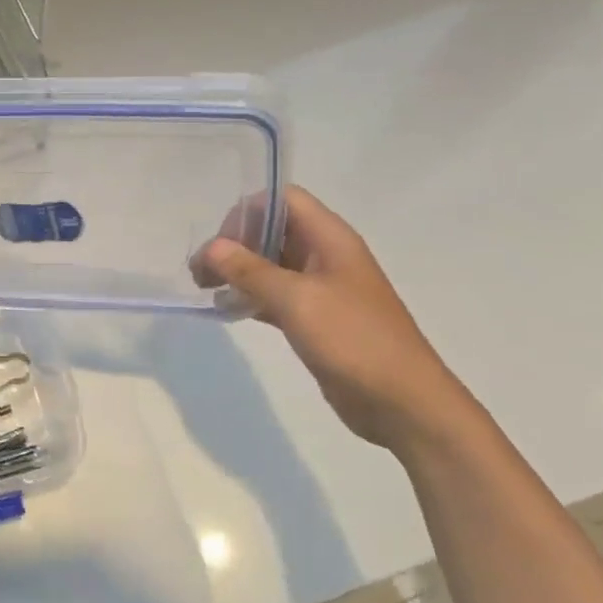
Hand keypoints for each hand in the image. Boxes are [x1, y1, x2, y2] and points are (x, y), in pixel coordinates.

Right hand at [195, 186, 483, 455]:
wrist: (402, 402)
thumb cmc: (354, 339)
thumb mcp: (297, 300)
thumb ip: (250, 270)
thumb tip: (211, 247)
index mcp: (330, 239)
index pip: (283, 199)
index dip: (248, 211)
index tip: (219, 241)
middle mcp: (325, 255)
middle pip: (273, 230)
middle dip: (234, 243)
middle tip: (201, 270)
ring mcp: (321, 288)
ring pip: (270, 264)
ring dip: (237, 271)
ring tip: (205, 287)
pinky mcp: (314, 319)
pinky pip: (274, 296)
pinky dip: (249, 297)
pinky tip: (225, 309)